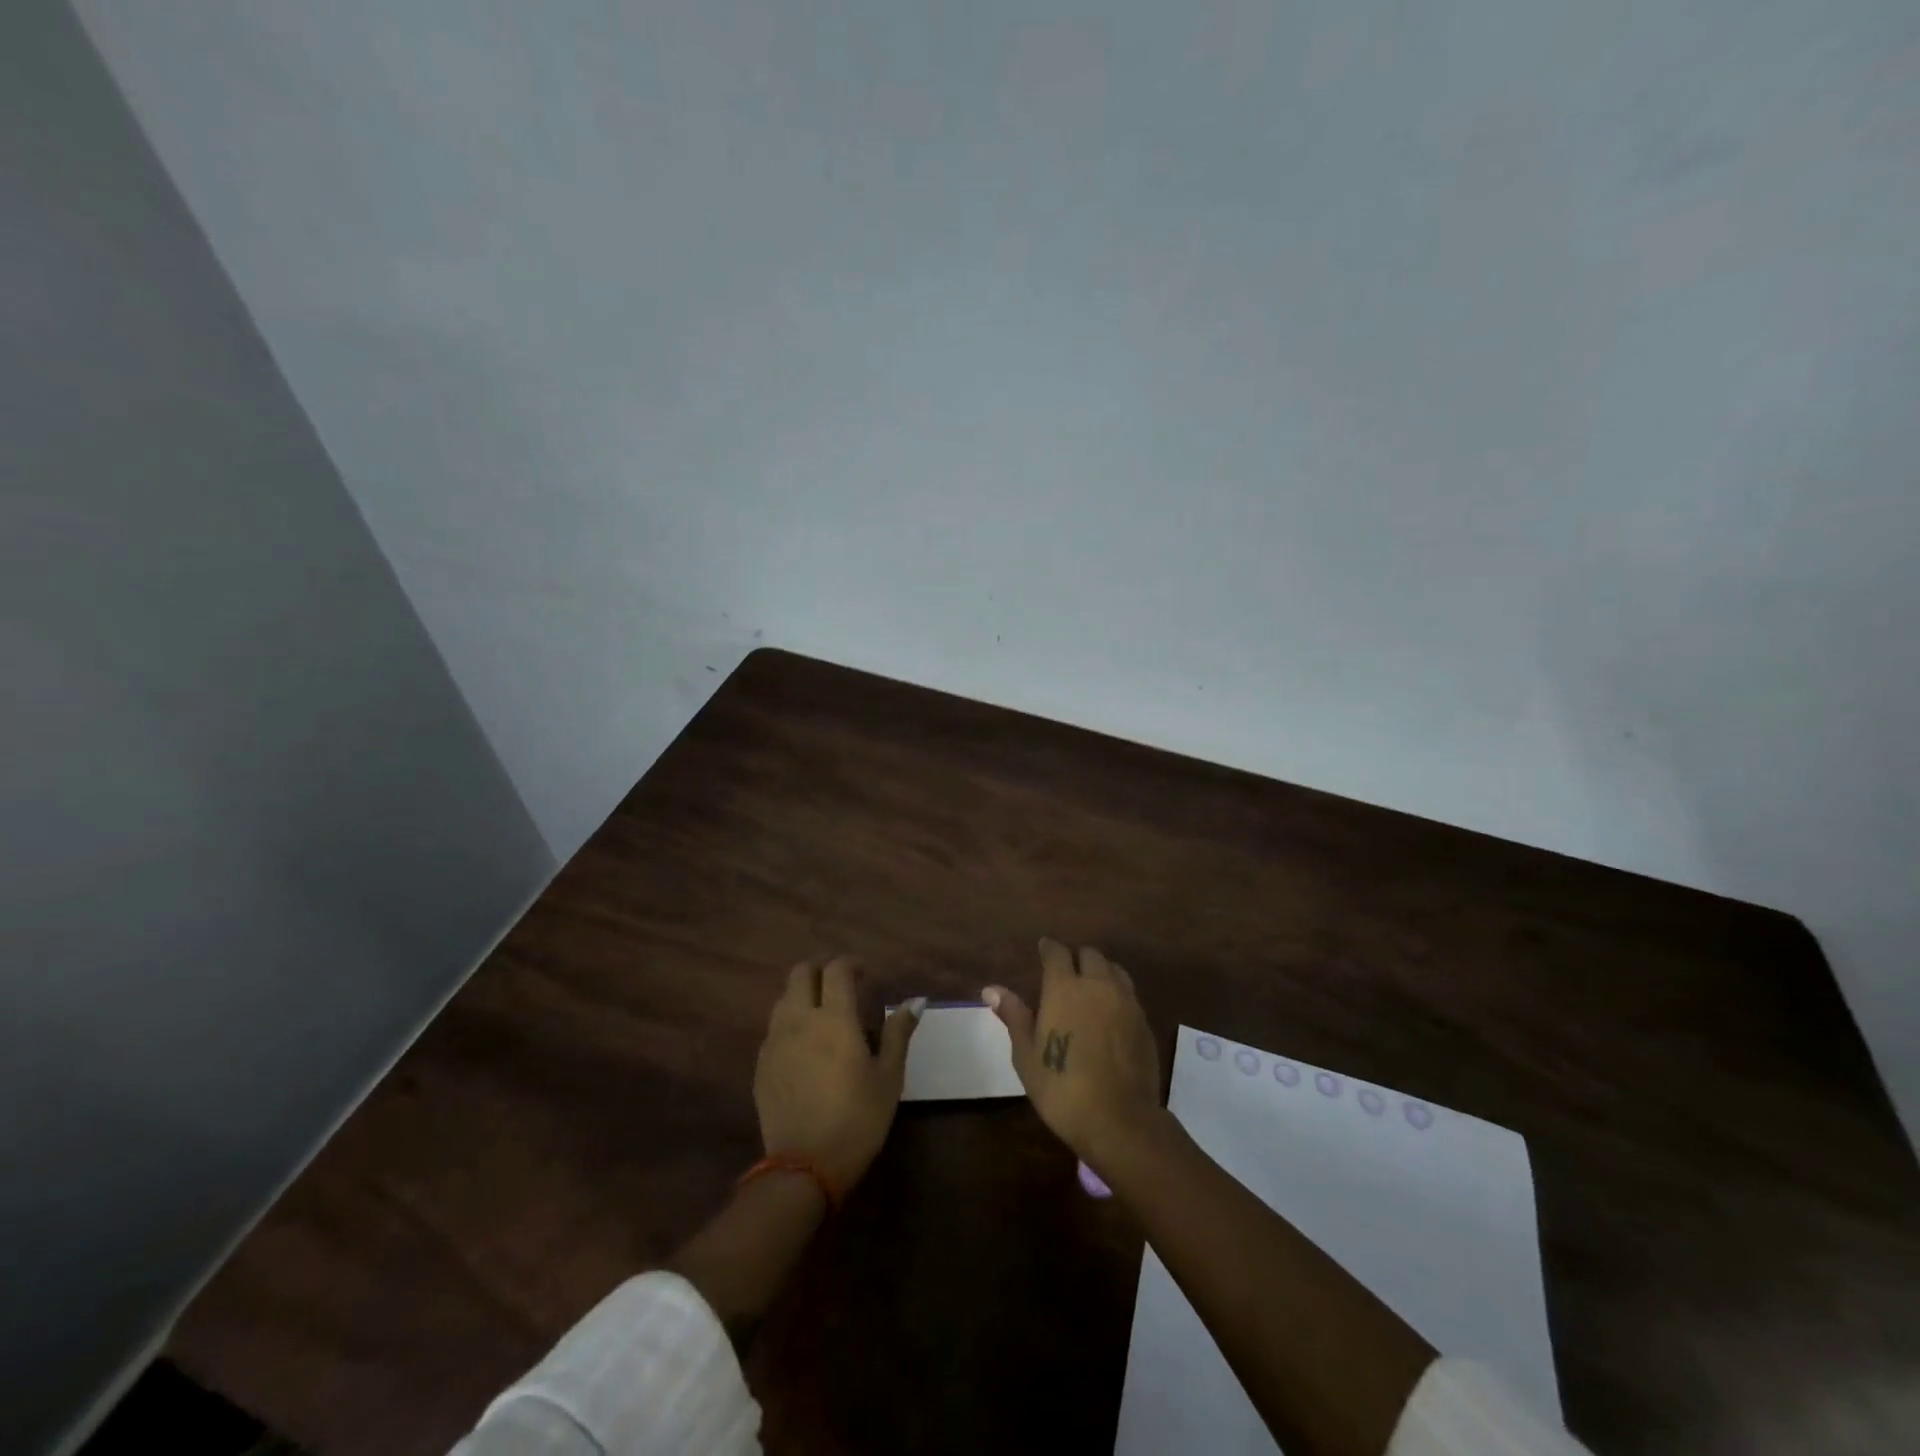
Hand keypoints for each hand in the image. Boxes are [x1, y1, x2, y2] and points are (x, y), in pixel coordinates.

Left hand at [754, 957, 922, 1195]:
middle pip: (801, 972)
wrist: (804, 1167)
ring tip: (823, 1015)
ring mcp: (775, 1041)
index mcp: (834, 1018)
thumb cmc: (857, 1119)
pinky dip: (791, 1022)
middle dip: (822, 970)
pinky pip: (774, 1027)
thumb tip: (916, 1001)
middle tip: (842, 987)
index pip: (837, 969)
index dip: (851, 964)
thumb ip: (898, 1032)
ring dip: (804, 994)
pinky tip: (806, 1046)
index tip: (865, 974)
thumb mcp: (889, 1077)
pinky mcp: (761, 1064)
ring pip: (784, 997)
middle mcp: (799, 1020)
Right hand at [985, 939, 1162, 1167]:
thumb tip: (992, 989)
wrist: (1119, 1120)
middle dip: (1076, 957)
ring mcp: (1126, 1002)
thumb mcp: (1027, 1055)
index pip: (1057, 952)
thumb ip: (1014, 1016)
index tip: (1043, 949)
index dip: (1049, 948)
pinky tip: (1110, 1012)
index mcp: (1064, 987)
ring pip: (1114, 970)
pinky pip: (1129, 993)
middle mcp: (1097, 985)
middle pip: (1090, 955)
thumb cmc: (1062, 1088)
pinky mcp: (1144, 1022)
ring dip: (1100, 971)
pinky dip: (1117, 993)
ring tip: (1090, 987)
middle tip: (1066, 972)